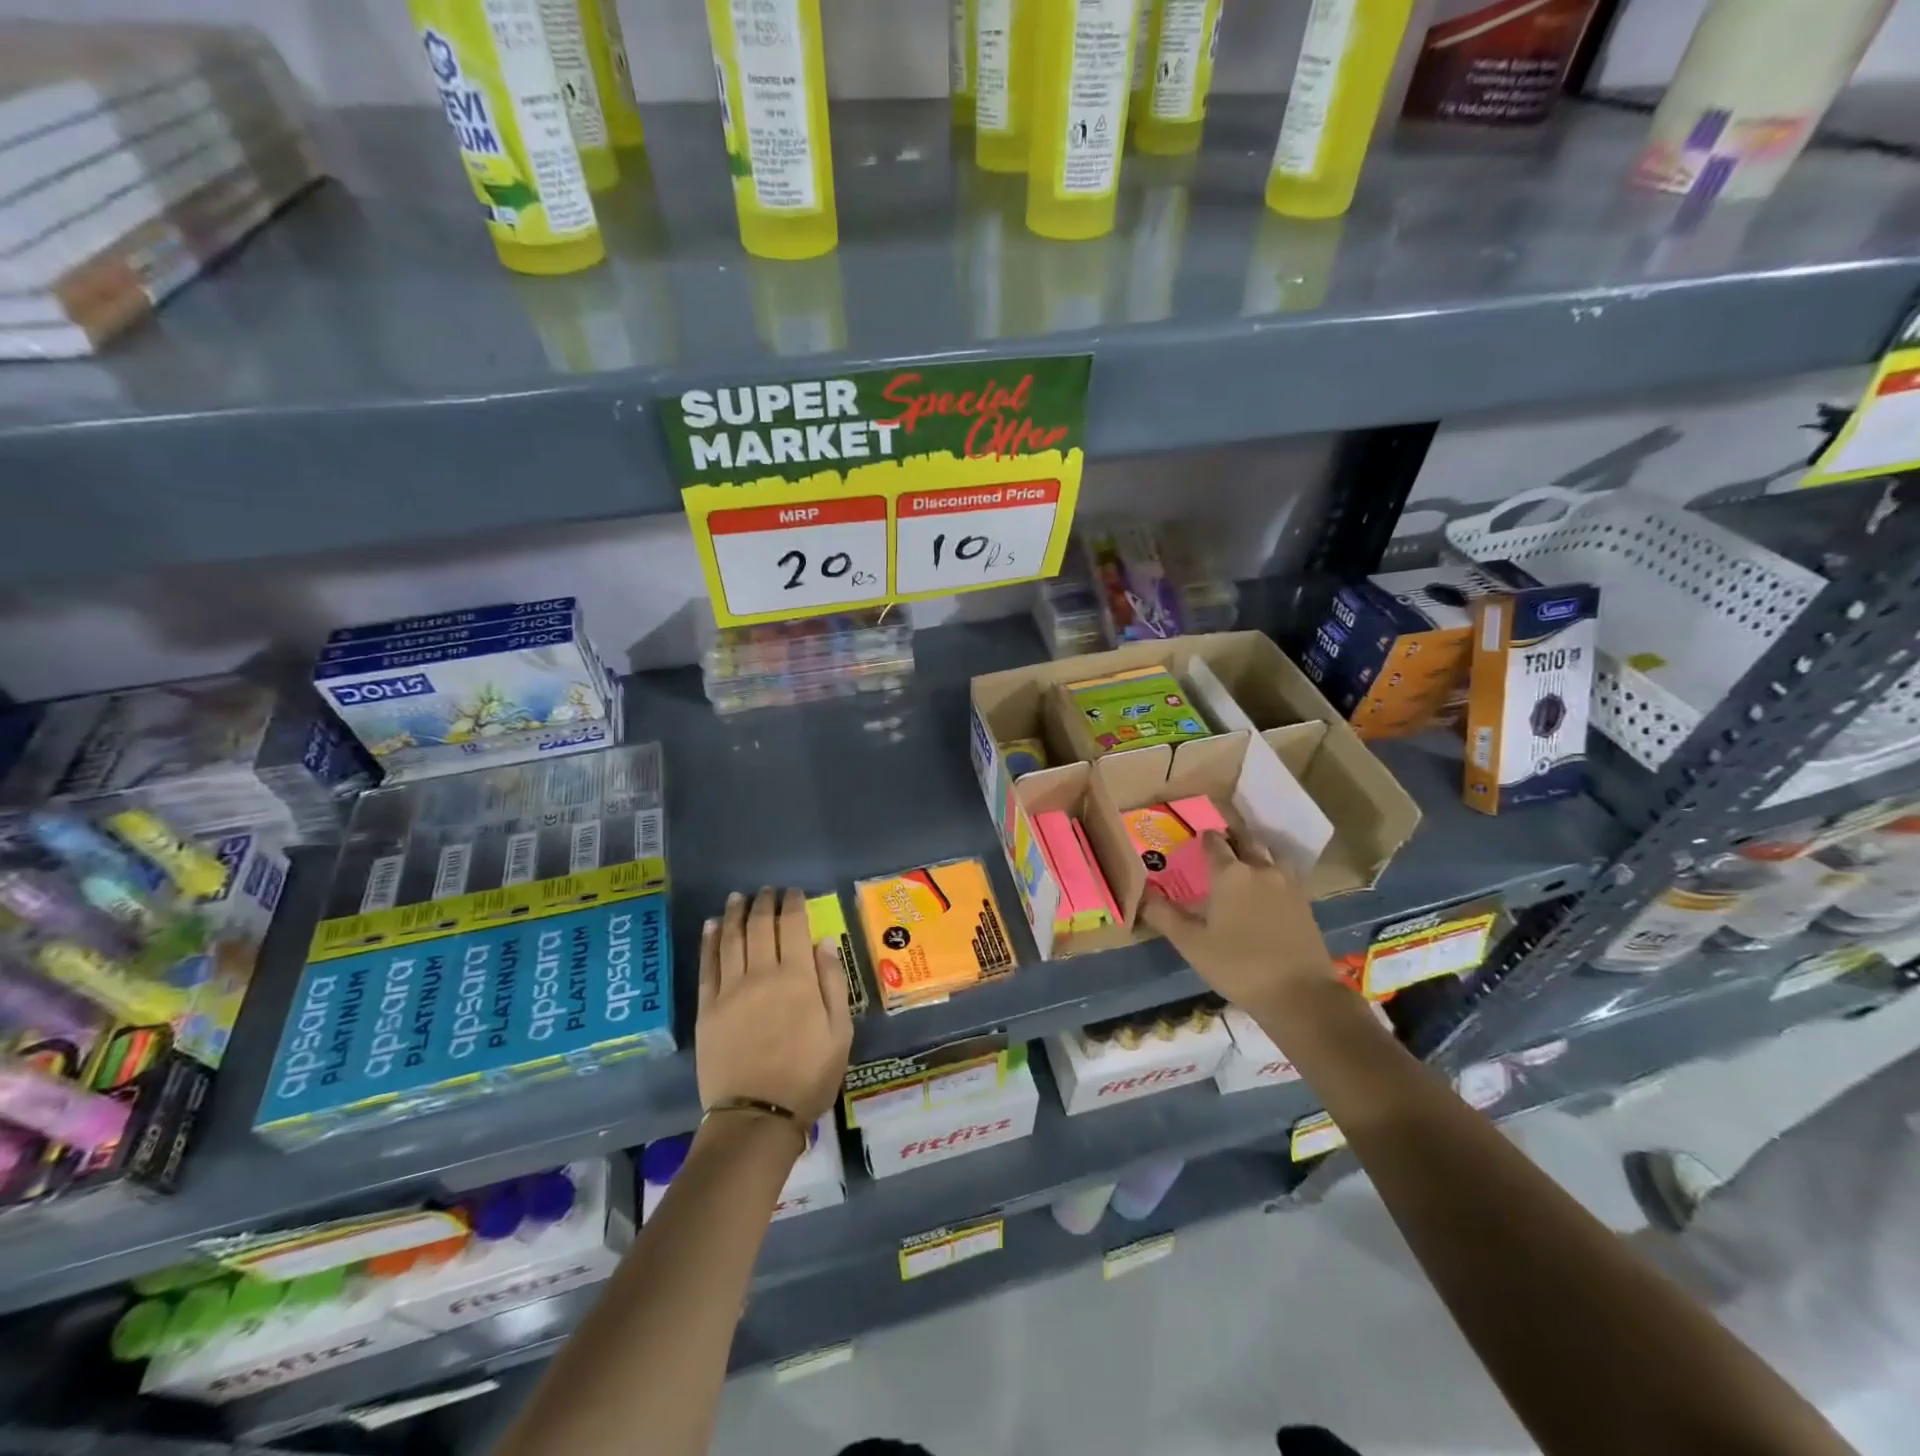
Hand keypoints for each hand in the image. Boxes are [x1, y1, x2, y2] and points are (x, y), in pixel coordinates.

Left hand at [697, 887, 853, 1126]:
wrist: (757, 1117)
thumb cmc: (808, 1077)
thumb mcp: (840, 1033)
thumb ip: (832, 983)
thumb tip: (823, 943)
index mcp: (798, 979)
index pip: (793, 927)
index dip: (793, 904)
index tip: (794, 892)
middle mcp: (762, 975)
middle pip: (760, 927)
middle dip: (765, 903)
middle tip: (767, 890)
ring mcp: (730, 991)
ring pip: (732, 939)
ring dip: (736, 914)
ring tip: (739, 897)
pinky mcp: (707, 1009)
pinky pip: (708, 966)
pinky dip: (710, 941)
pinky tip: (713, 925)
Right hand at [1139, 832, 1343, 1019]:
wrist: (1298, 993)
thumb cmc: (1238, 966)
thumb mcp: (1191, 944)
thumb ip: (1164, 916)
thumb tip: (1141, 895)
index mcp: (1230, 874)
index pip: (1214, 843)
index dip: (1204, 838)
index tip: (1197, 839)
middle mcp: (1260, 869)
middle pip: (1246, 840)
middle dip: (1232, 837)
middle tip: (1221, 842)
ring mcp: (1288, 884)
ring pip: (1272, 853)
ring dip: (1258, 850)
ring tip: (1248, 859)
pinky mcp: (1306, 902)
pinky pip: (1288, 873)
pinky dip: (1276, 869)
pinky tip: (1270, 885)